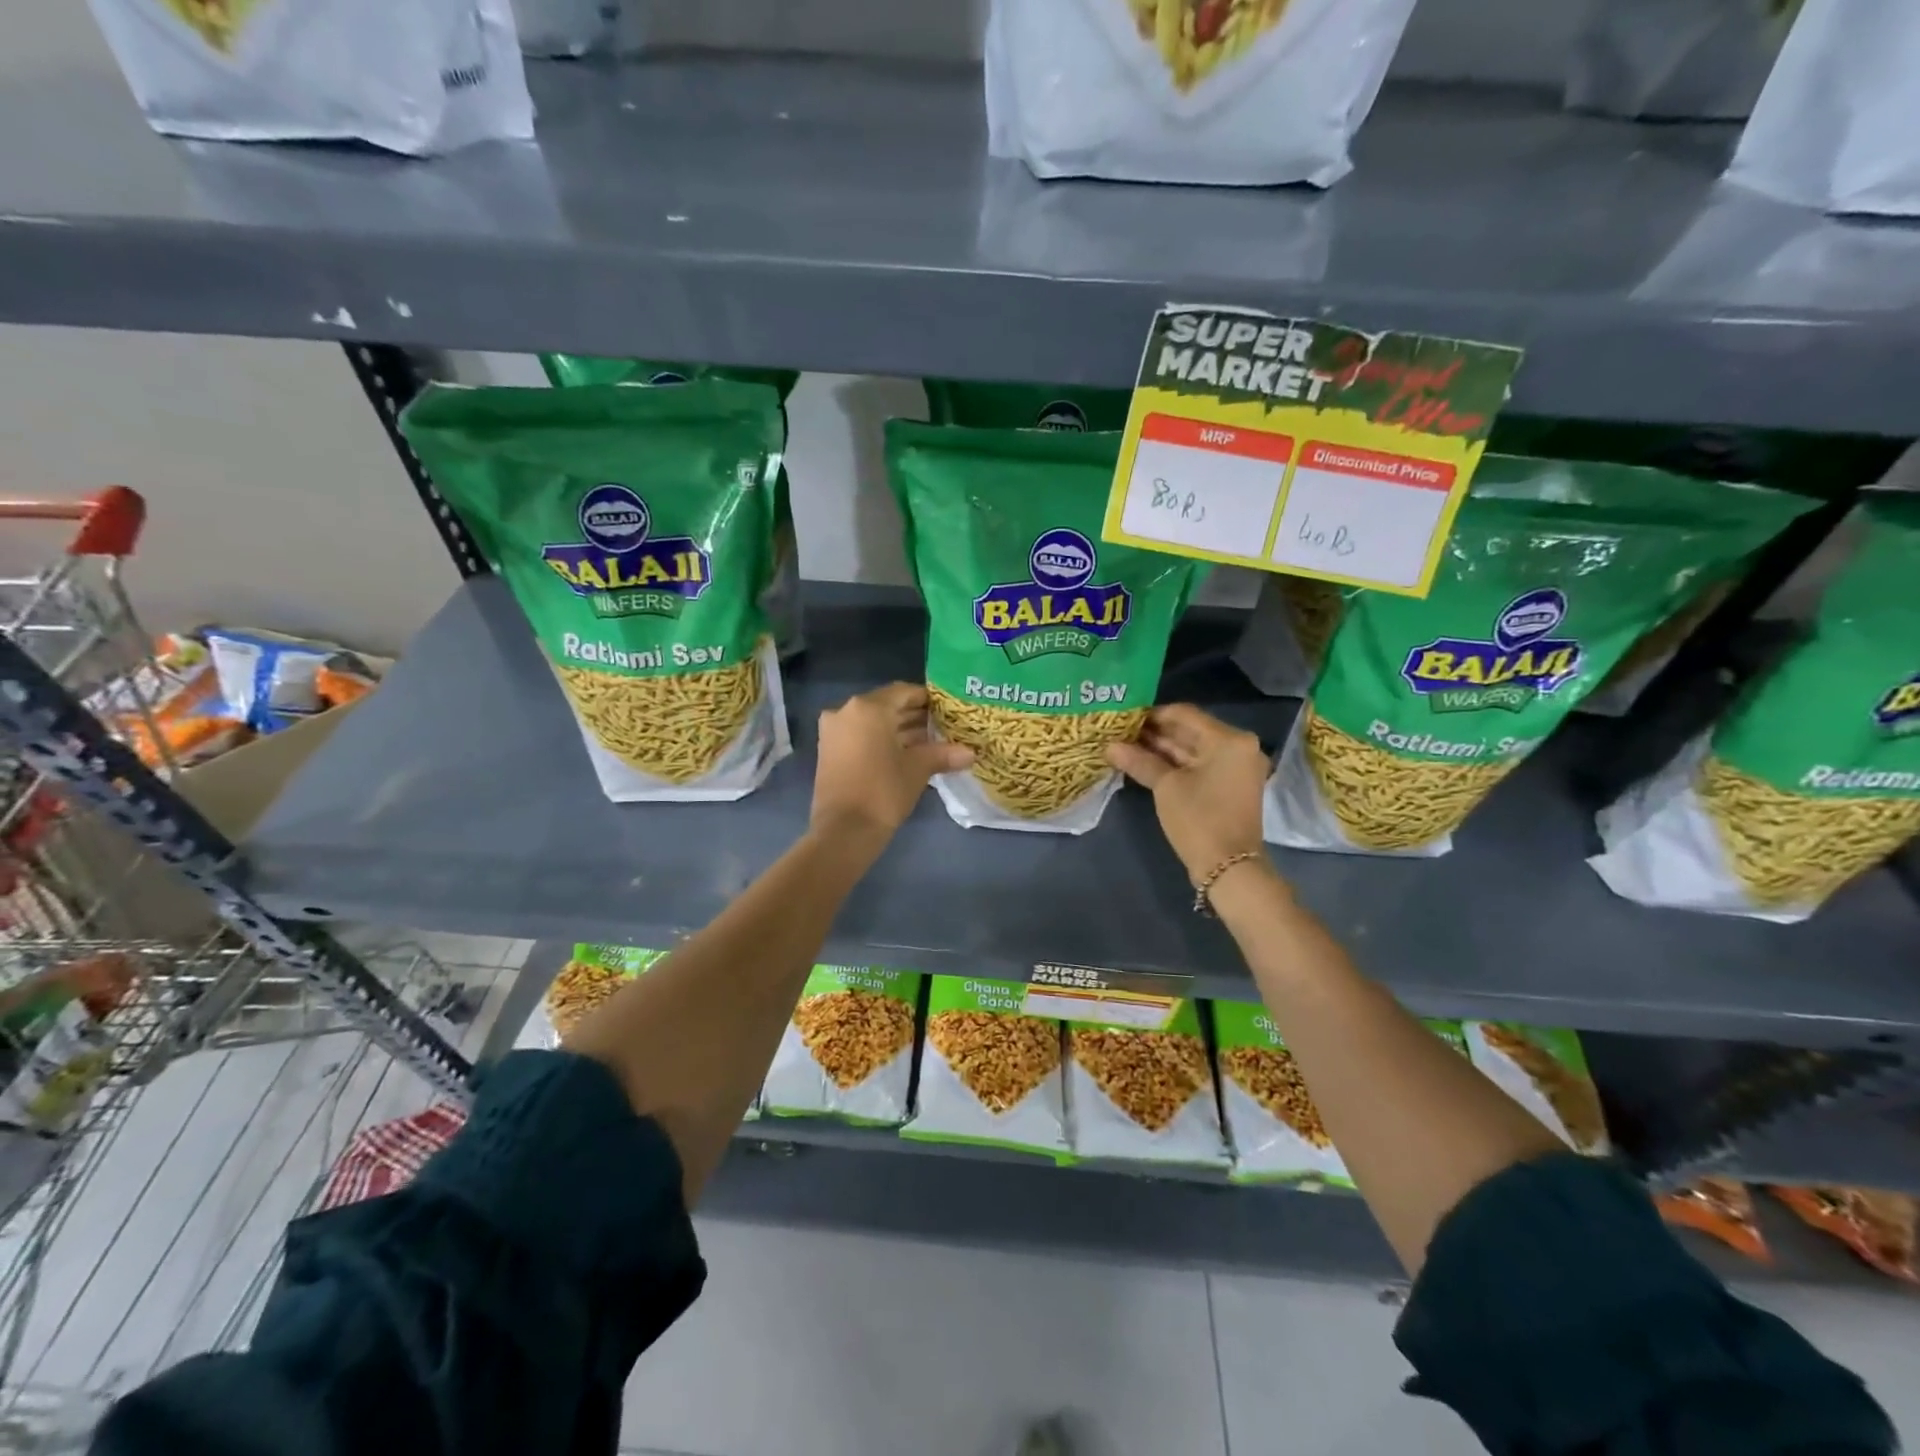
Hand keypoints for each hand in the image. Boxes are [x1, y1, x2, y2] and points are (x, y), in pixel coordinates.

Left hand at [811, 683, 972, 847]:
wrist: (844, 831)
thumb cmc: (883, 791)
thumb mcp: (917, 769)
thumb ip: (943, 754)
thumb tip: (970, 753)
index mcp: (868, 708)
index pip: (903, 692)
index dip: (927, 699)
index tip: (947, 709)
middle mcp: (846, 711)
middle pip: (887, 706)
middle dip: (914, 716)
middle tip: (942, 726)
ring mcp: (833, 731)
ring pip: (872, 722)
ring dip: (898, 729)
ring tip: (929, 741)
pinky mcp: (829, 750)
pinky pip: (860, 735)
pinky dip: (880, 740)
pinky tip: (905, 753)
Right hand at [1107, 704, 1269, 884]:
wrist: (1228, 868)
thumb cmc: (1199, 819)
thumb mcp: (1166, 786)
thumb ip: (1139, 761)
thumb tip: (1109, 747)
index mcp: (1229, 740)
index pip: (1184, 714)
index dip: (1152, 714)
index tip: (1123, 718)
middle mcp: (1238, 747)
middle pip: (1190, 731)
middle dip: (1155, 733)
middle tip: (1120, 733)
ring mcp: (1236, 767)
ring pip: (1193, 749)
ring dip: (1162, 749)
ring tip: (1127, 746)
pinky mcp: (1230, 785)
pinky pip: (1200, 765)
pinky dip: (1175, 764)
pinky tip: (1145, 763)